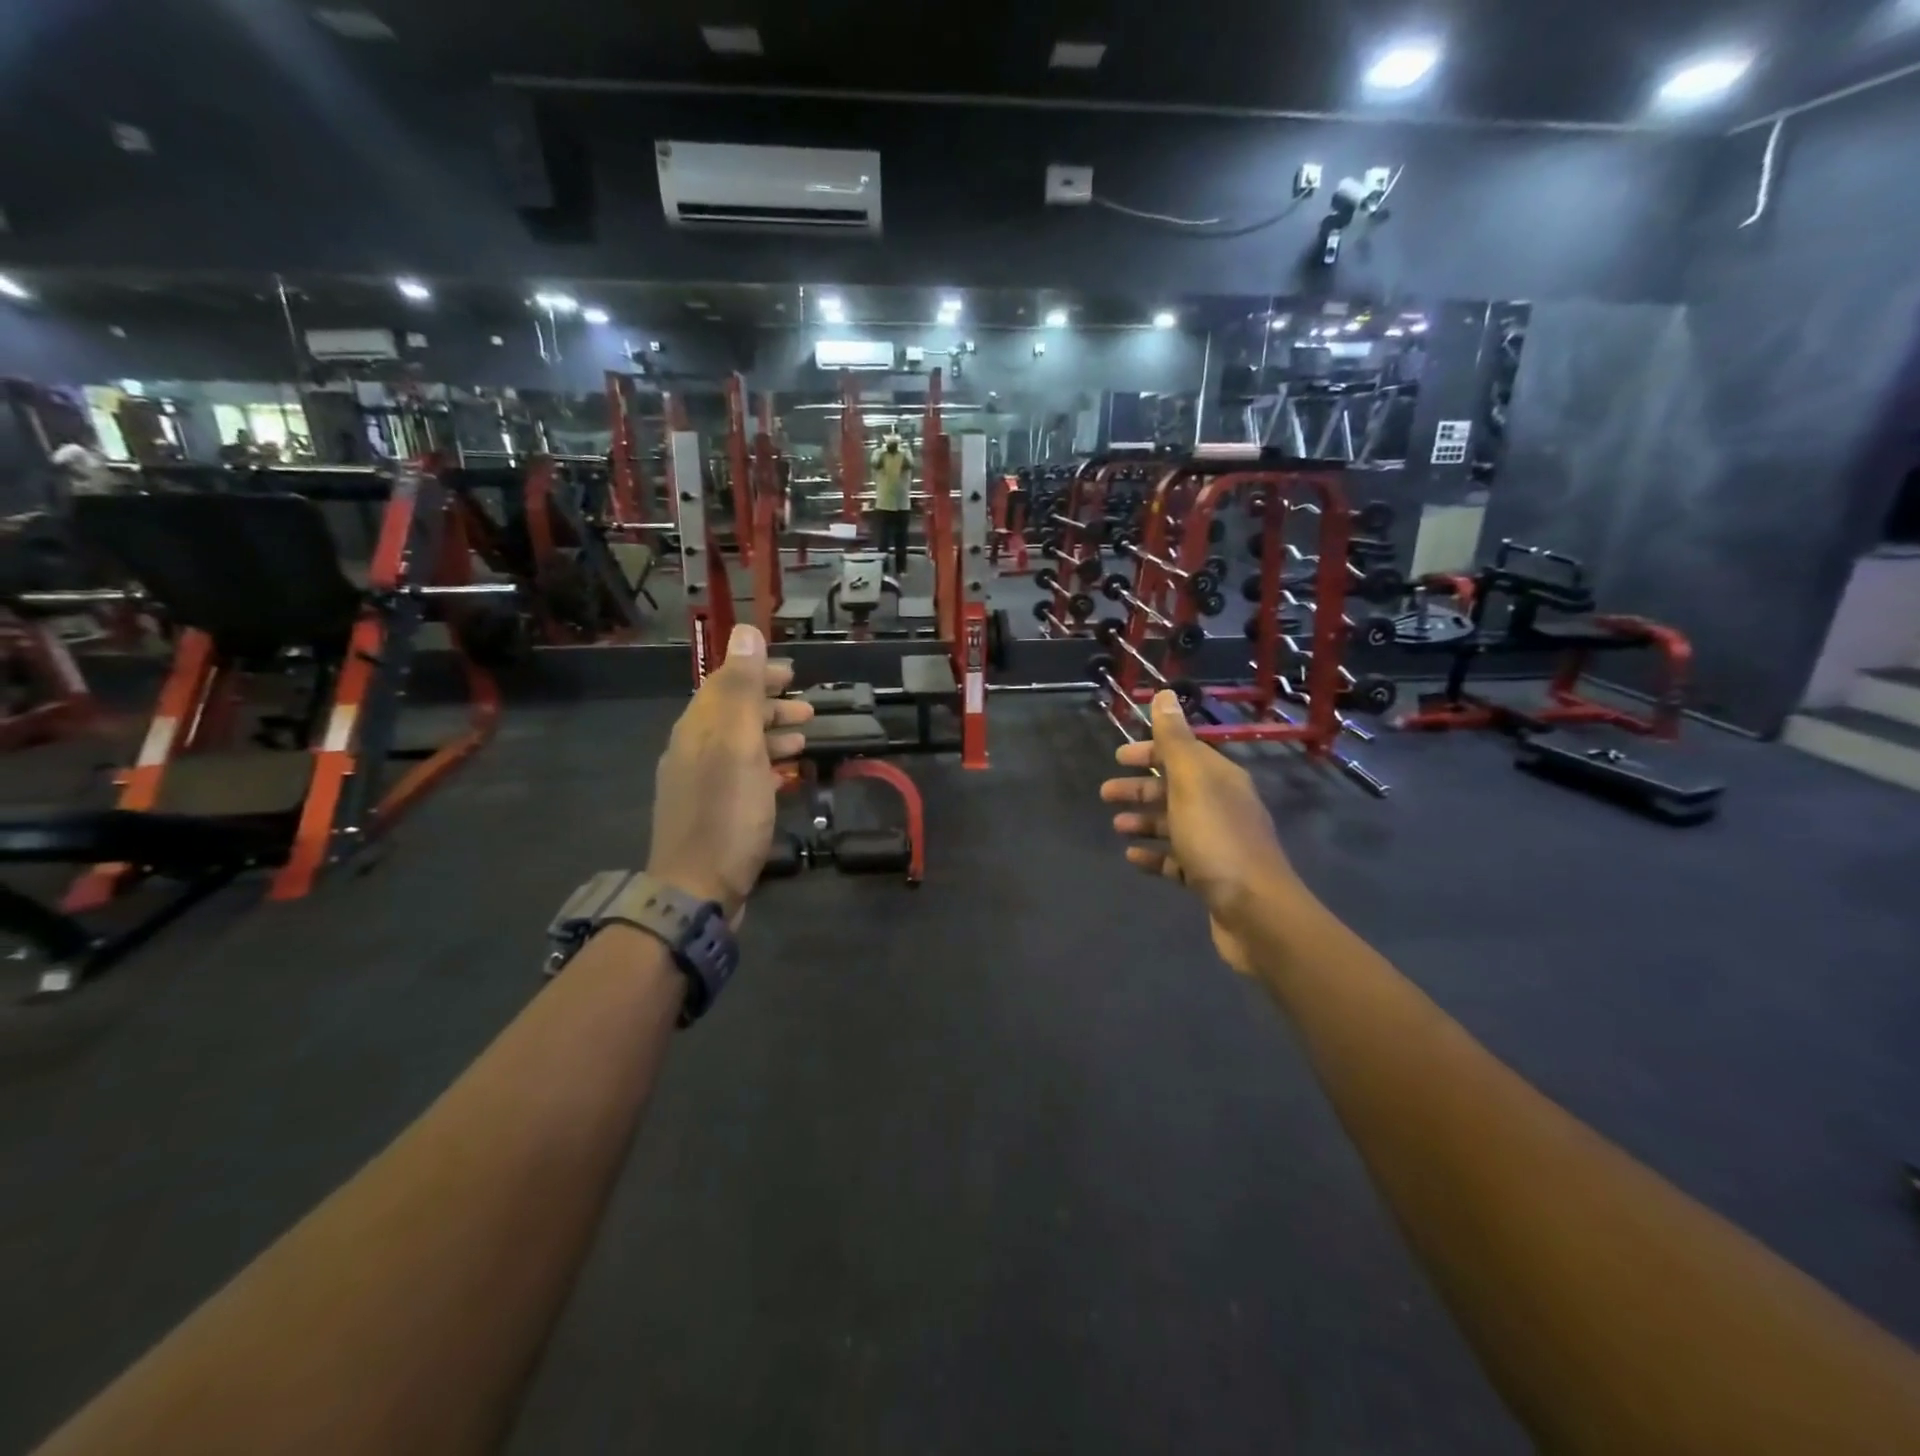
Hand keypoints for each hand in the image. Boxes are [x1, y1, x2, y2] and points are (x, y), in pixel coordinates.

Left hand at [646, 625, 812, 919]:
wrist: (697, 889)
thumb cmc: (726, 814)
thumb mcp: (737, 745)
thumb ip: (741, 689)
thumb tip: (745, 631)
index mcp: (697, 729)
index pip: (725, 685)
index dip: (757, 673)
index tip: (792, 672)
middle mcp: (693, 750)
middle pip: (733, 715)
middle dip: (770, 704)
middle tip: (808, 706)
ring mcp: (701, 784)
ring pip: (740, 746)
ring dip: (772, 735)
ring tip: (806, 738)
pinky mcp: (713, 812)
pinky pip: (743, 775)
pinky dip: (766, 766)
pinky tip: (787, 776)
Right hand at [1100, 691, 1296, 974]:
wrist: (1256, 911)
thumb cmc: (1217, 840)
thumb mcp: (1191, 783)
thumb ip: (1174, 740)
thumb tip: (1164, 694)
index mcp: (1220, 779)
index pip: (1182, 754)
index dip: (1150, 752)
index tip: (1118, 757)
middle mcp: (1222, 806)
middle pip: (1175, 788)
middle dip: (1140, 788)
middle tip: (1105, 793)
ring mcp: (1218, 843)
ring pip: (1174, 823)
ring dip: (1144, 820)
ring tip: (1117, 826)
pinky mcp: (1211, 876)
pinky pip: (1176, 859)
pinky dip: (1154, 855)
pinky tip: (1132, 857)